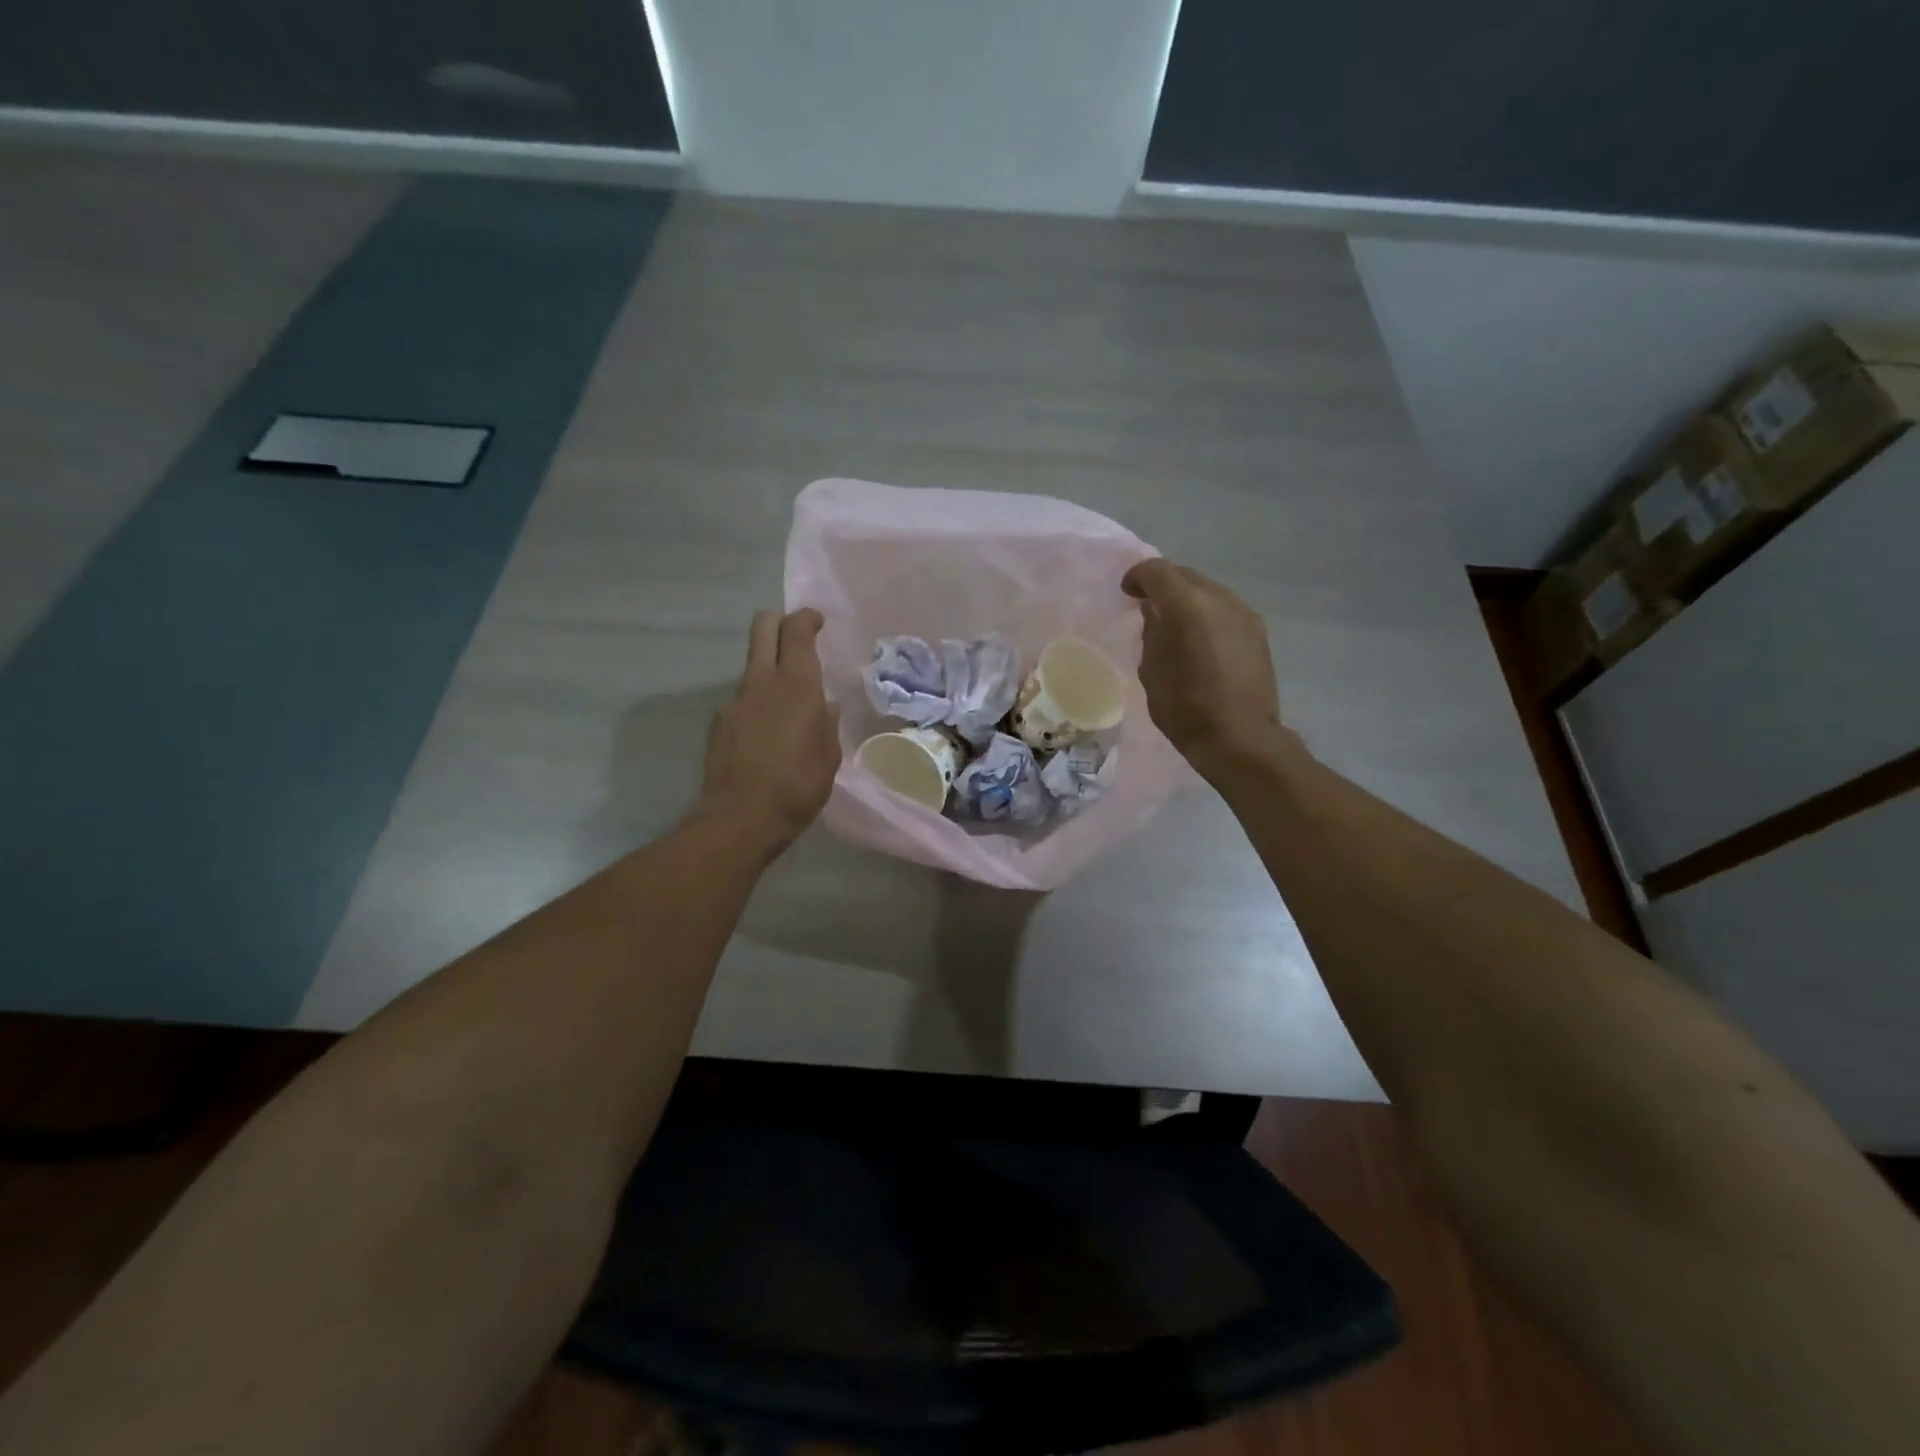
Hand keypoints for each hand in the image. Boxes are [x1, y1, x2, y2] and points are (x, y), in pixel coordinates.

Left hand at [701, 609, 841, 848]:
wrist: (742, 817)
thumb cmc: (798, 786)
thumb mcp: (829, 755)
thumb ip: (826, 723)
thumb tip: (824, 706)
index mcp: (797, 686)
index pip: (797, 632)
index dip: (806, 618)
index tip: (817, 621)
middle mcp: (763, 682)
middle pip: (763, 628)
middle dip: (778, 623)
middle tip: (795, 638)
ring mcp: (735, 700)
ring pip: (753, 666)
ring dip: (769, 671)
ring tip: (786, 707)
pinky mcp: (719, 722)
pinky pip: (742, 700)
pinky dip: (756, 705)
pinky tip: (765, 736)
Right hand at [1122, 558, 1283, 769]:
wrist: (1240, 739)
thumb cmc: (1185, 708)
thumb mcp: (1151, 671)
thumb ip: (1152, 633)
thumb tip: (1156, 614)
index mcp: (1188, 606)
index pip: (1157, 571)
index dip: (1137, 576)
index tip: (1127, 594)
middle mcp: (1220, 599)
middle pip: (1185, 575)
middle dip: (1163, 585)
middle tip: (1147, 607)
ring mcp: (1244, 614)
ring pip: (1208, 591)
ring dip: (1188, 600)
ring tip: (1175, 626)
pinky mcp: (1258, 632)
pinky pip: (1225, 610)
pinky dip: (1207, 615)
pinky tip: (1200, 641)